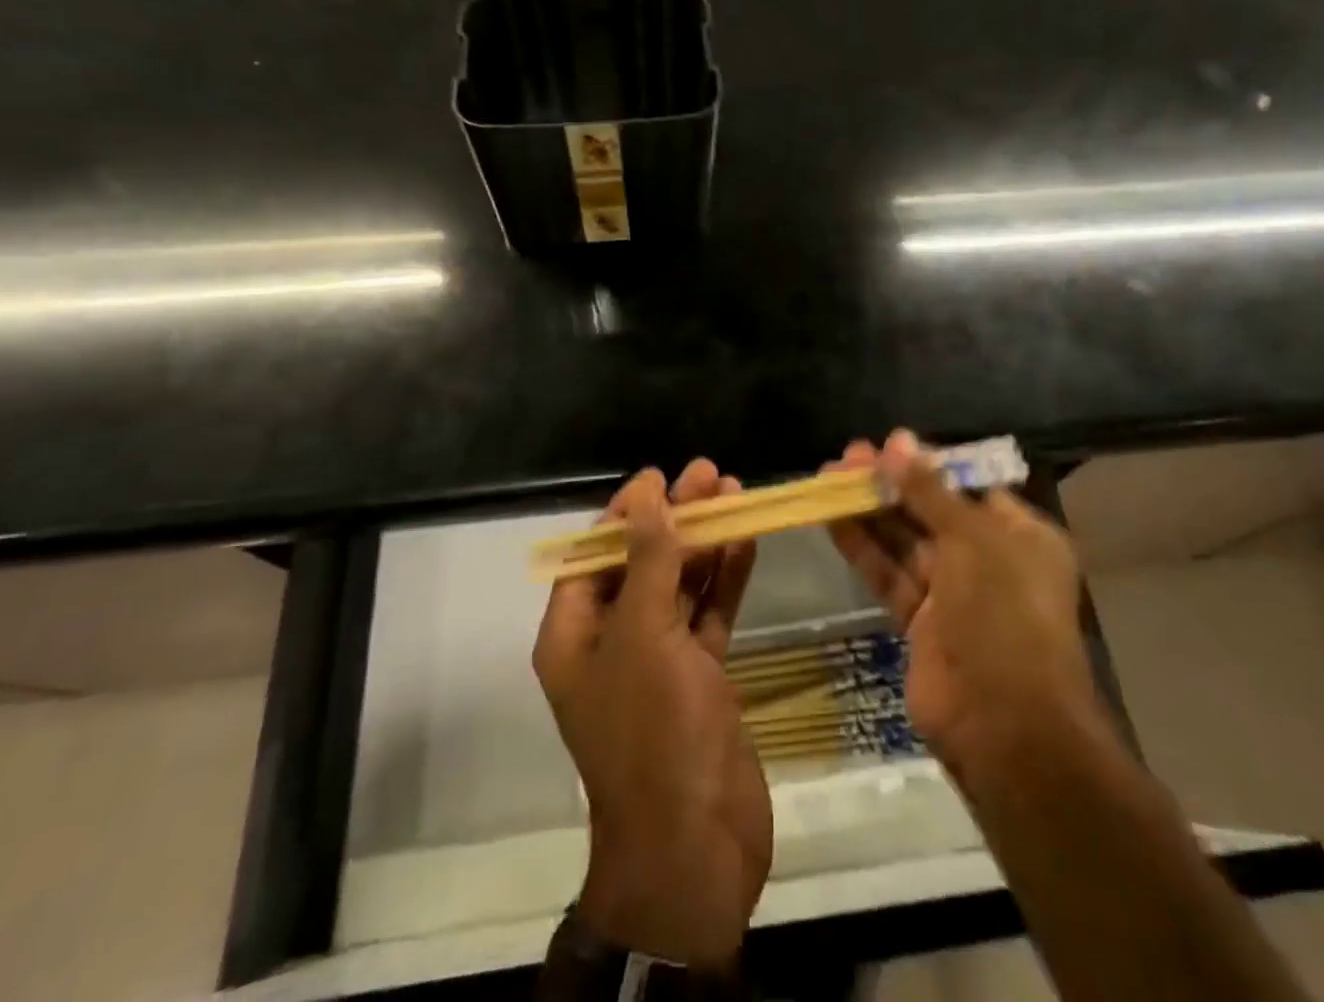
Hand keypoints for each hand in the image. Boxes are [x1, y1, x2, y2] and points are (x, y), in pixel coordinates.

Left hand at [532, 460, 769, 969]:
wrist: (695, 849)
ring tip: (736, 494)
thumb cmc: (654, 734)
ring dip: (706, 541)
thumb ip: (649, 561)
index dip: (627, 513)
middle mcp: (613, 641)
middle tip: (712, 474)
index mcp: (576, 635)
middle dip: (675, 518)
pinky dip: (726, 579)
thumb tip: (647, 494)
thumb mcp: (645, 637)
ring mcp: (659, 660)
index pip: (595, 554)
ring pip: (680, 584)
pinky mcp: (700, 675)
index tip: (661, 477)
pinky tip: (747, 542)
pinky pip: (709, 613)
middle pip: (642, 562)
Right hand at [827, 431, 1116, 780]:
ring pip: (905, 541)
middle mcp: (989, 561)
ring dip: (869, 510)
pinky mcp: (920, 622)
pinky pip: (889, 574)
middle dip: (891, 484)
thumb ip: (929, 490)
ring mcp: (953, 594)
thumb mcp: (972, 539)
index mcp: (1020, 537)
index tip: (888, 445)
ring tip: (829, 476)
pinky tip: (832, 518)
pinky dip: (862, 547)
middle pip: (931, 511)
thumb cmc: (1003, 614)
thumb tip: (897, 440)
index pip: (969, 487)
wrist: (1003, 724)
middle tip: (848, 456)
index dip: (928, 465)